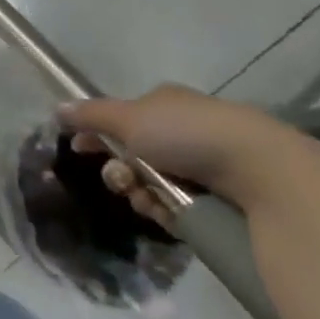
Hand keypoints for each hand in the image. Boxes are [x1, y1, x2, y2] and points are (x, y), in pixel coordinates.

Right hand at [56, 83, 304, 222]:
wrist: (262, 172)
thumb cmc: (189, 134)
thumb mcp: (129, 118)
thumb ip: (90, 115)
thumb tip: (57, 108)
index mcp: (165, 104)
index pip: (122, 118)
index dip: (98, 134)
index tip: (79, 149)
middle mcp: (184, 131)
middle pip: (134, 155)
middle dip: (120, 171)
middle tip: (123, 179)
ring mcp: (204, 166)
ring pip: (153, 184)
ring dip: (141, 193)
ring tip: (149, 200)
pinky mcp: (221, 200)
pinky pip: (179, 208)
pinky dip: (167, 212)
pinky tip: (170, 214)